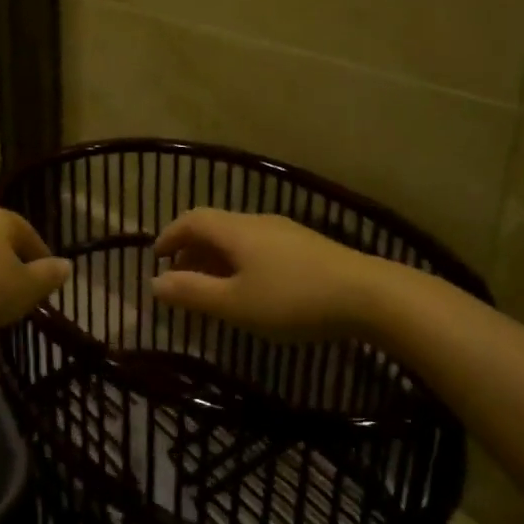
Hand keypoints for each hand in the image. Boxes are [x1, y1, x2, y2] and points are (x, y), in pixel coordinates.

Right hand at [150, 209, 389, 340]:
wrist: (368, 295)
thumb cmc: (292, 299)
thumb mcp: (235, 304)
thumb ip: (193, 293)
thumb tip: (155, 283)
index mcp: (235, 230)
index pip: (191, 219)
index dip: (170, 235)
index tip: (156, 258)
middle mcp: (257, 221)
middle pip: (215, 226)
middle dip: (191, 249)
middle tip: (181, 278)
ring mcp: (285, 231)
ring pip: (238, 237)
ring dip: (217, 257)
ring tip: (213, 287)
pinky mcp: (306, 246)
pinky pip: (259, 246)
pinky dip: (240, 261)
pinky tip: (252, 288)